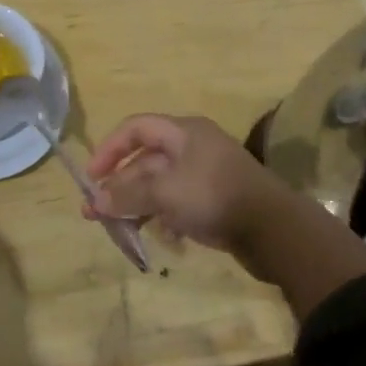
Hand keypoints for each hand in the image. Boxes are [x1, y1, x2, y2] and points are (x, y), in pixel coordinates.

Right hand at [84, 114, 299, 259]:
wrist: (274, 229)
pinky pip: (177, 203)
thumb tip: (95, 201)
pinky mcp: (214, 201)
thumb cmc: (214, 196)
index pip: (135, 128)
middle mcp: (192, 147)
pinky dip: (161, 216)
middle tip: (94, 213)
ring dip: (136, 204)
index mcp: (183, 132)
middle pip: (145, 160)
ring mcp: (204, 175)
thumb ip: (127, 194)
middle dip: (118, 185)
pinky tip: (155, 237)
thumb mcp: (165, 192)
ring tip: (116, 230)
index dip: (109, 149)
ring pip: (159, 185)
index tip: (91, 177)